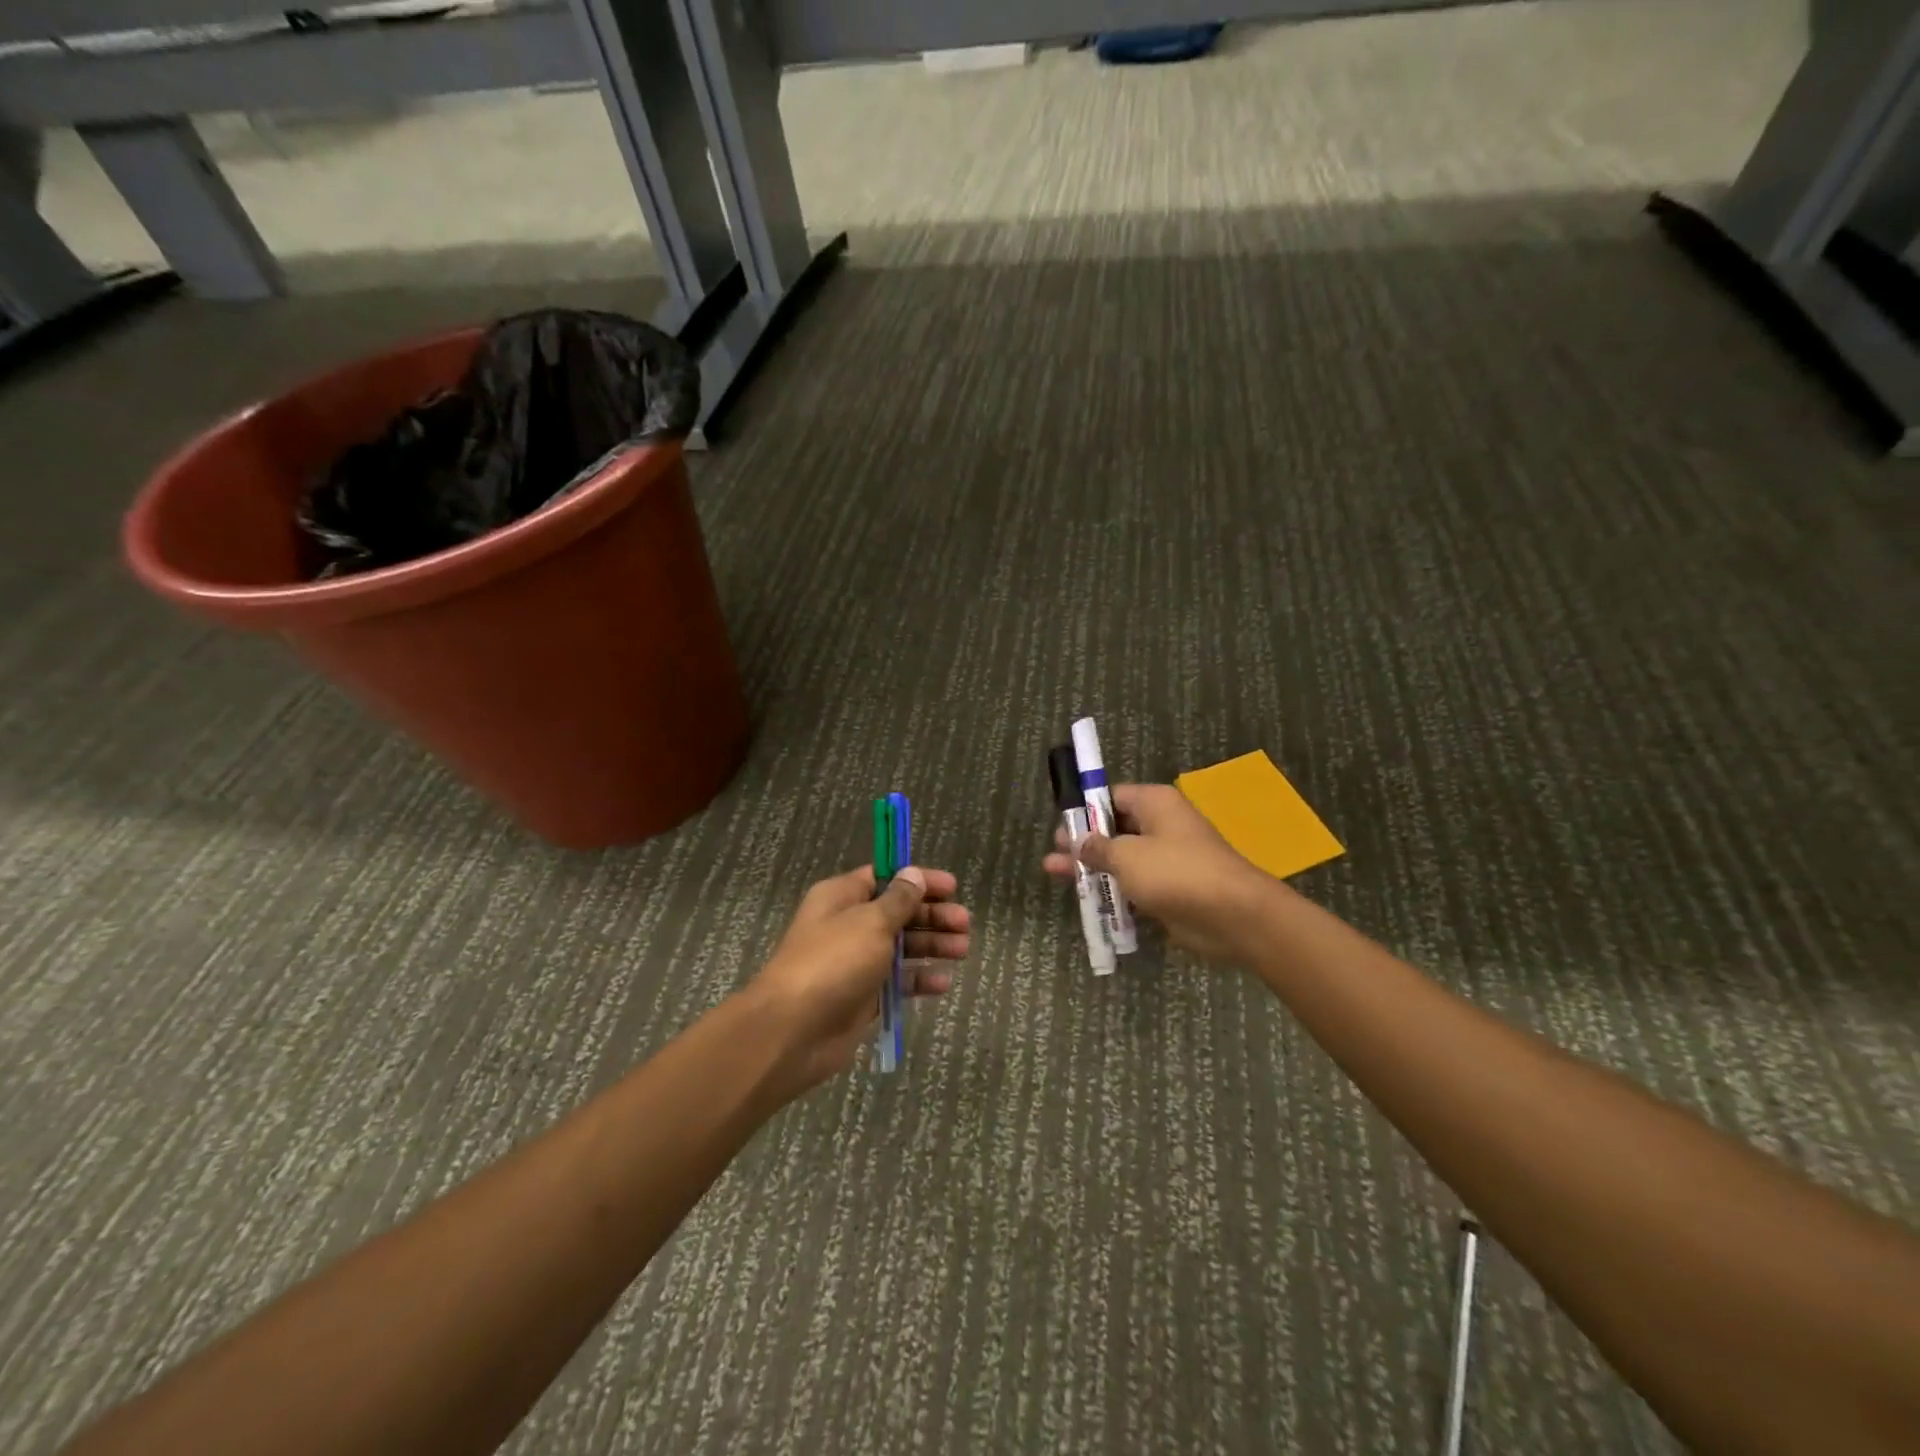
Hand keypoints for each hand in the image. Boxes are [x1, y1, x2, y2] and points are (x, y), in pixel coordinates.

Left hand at [746, 864, 969, 1098]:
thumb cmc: (833, 962)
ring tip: (963, 950)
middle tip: (965, 923)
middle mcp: (848, 925)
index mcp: (842, 897)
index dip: (919, 880)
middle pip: (898, 913)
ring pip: (901, 947)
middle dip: (932, 916)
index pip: (886, 878)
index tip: (952, 887)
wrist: (793, 1030)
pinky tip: (942, 983)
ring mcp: (855, 962)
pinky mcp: (862, 996)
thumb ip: (898, 900)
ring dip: (931, 946)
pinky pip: (896, 982)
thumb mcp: (871, 922)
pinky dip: (918, 980)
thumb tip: (914, 874)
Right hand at [1043, 783, 1275, 963]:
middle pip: (1115, 828)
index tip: (1061, 822)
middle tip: (1053, 852)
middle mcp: (1162, 826)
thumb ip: (1097, 848)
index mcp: (1155, 804)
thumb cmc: (1176, 872)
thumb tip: (1079, 842)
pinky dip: (1113, 891)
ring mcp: (1167, 859)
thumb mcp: (1127, 856)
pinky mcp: (1170, 890)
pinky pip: (1134, 885)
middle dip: (1084, 841)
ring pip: (1122, 859)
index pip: (1112, 796)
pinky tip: (1087, 900)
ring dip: (1093, 868)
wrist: (1232, 915)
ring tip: (1055, 874)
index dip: (1085, 808)